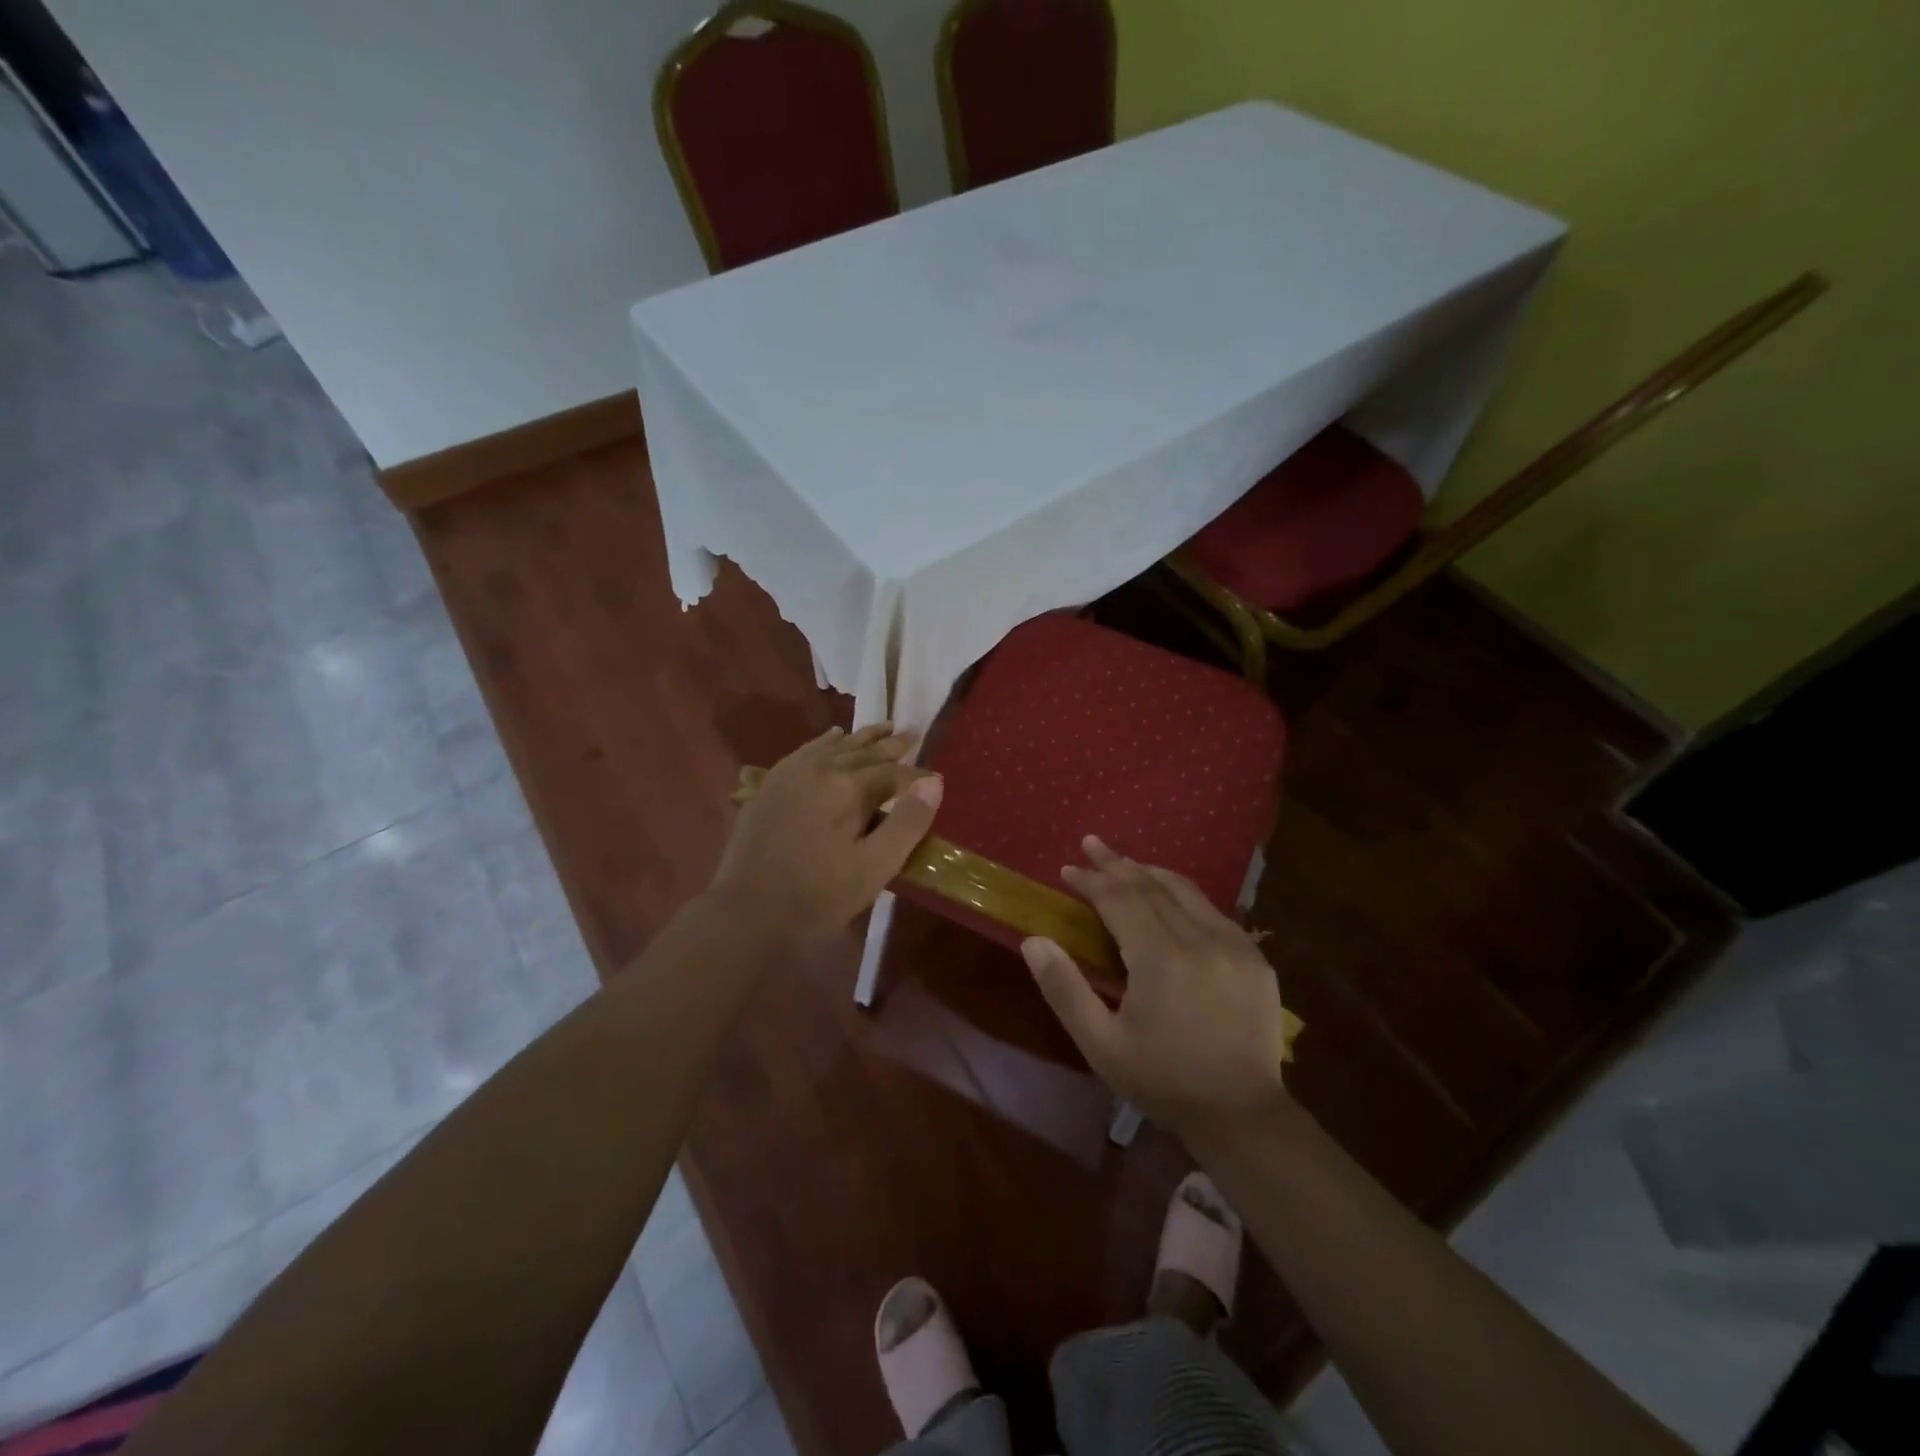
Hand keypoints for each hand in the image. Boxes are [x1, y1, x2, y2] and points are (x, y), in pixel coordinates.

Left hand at [710, 723, 942, 941]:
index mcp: (848, 788)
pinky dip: (826, 740)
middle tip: (913, 733)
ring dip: (863, 737)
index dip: (917, 775)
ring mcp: (791, 773)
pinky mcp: (772, 784)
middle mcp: (820, 768)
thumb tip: (933, 782)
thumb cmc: (819, 895)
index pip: (893, 772)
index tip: (936, 778)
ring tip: (884, 727)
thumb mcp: (875, 867)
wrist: (748, 911)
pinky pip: (806, 750)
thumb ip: (907, 823)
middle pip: (864, 751)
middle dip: (892, 744)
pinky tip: (834, 735)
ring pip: (836, 745)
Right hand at [1023, 836, 1290, 1135]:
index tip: (1067, 869)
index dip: (1091, 880)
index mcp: (1160, 959)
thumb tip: (1034, 940)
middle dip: (1116, 864)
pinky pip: (1211, 910)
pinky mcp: (1254, 956)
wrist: (1241, 1115)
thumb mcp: (1101, 1044)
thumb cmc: (1163, 1080)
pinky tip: (1168, 896)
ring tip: (1124, 862)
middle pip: (1150, 886)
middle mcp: (1199, 939)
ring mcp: (1233, 944)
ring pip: (1184, 890)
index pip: (1119, 899)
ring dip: (1149, 872)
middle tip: (1091, 844)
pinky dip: (1182, 894)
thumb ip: (1064, 989)